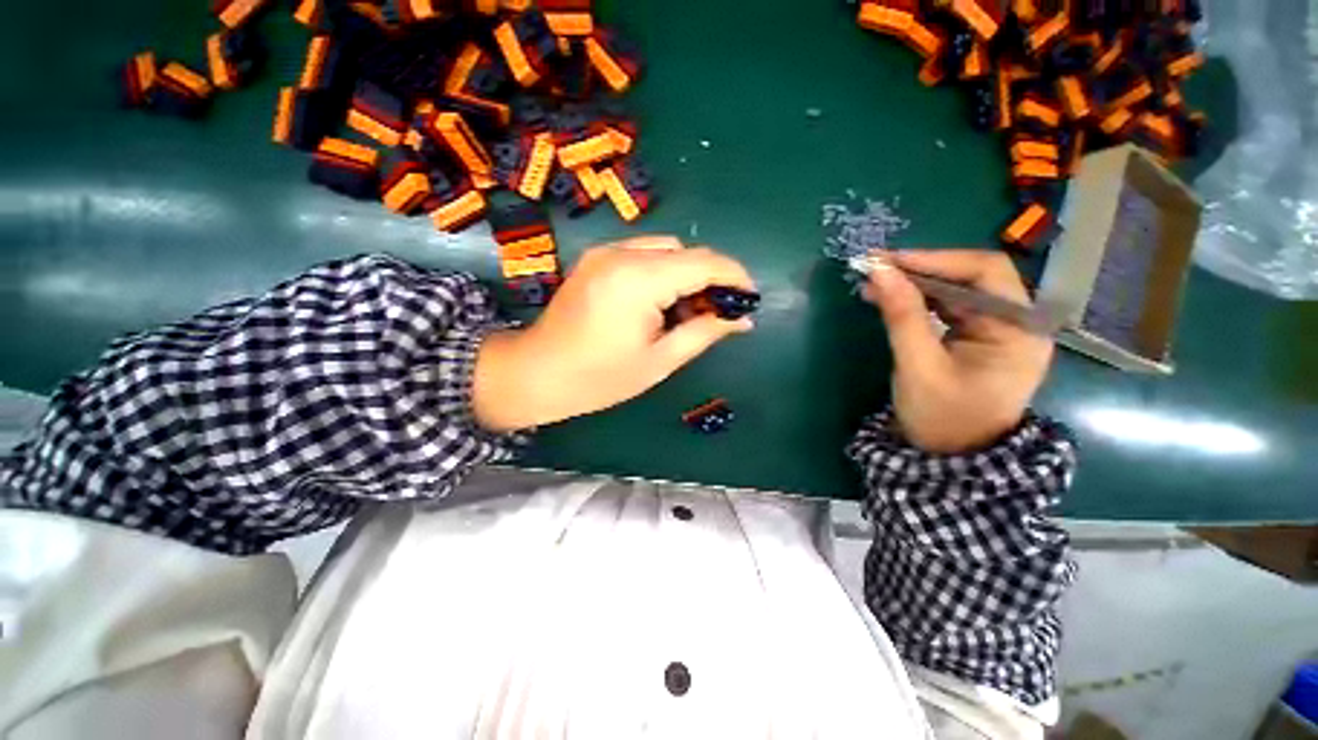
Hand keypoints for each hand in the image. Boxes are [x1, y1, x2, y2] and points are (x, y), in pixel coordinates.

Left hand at [474, 236, 755, 430]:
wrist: (536, 373)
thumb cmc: (599, 378)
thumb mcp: (659, 361)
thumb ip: (704, 333)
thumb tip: (742, 320)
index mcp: (638, 280)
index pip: (703, 263)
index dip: (734, 276)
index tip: (751, 297)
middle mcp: (621, 253)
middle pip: (685, 252)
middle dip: (710, 278)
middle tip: (720, 312)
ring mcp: (605, 251)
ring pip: (666, 249)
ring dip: (687, 274)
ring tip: (689, 311)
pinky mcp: (597, 258)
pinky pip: (643, 254)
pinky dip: (663, 272)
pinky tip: (661, 302)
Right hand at [861, 249, 1052, 453]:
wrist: (952, 457)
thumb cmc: (942, 416)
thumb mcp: (918, 366)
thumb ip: (902, 316)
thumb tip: (879, 272)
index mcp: (1018, 329)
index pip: (985, 272)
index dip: (936, 260)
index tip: (888, 261)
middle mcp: (1016, 322)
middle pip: (972, 276)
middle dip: (922, 270)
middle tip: (876, 269)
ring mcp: (998, 329)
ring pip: (957, 289)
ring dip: (916, 283)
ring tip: (875, 284)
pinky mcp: (978, 337)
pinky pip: (949, 307)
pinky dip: (919, 300)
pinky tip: (891, 299)